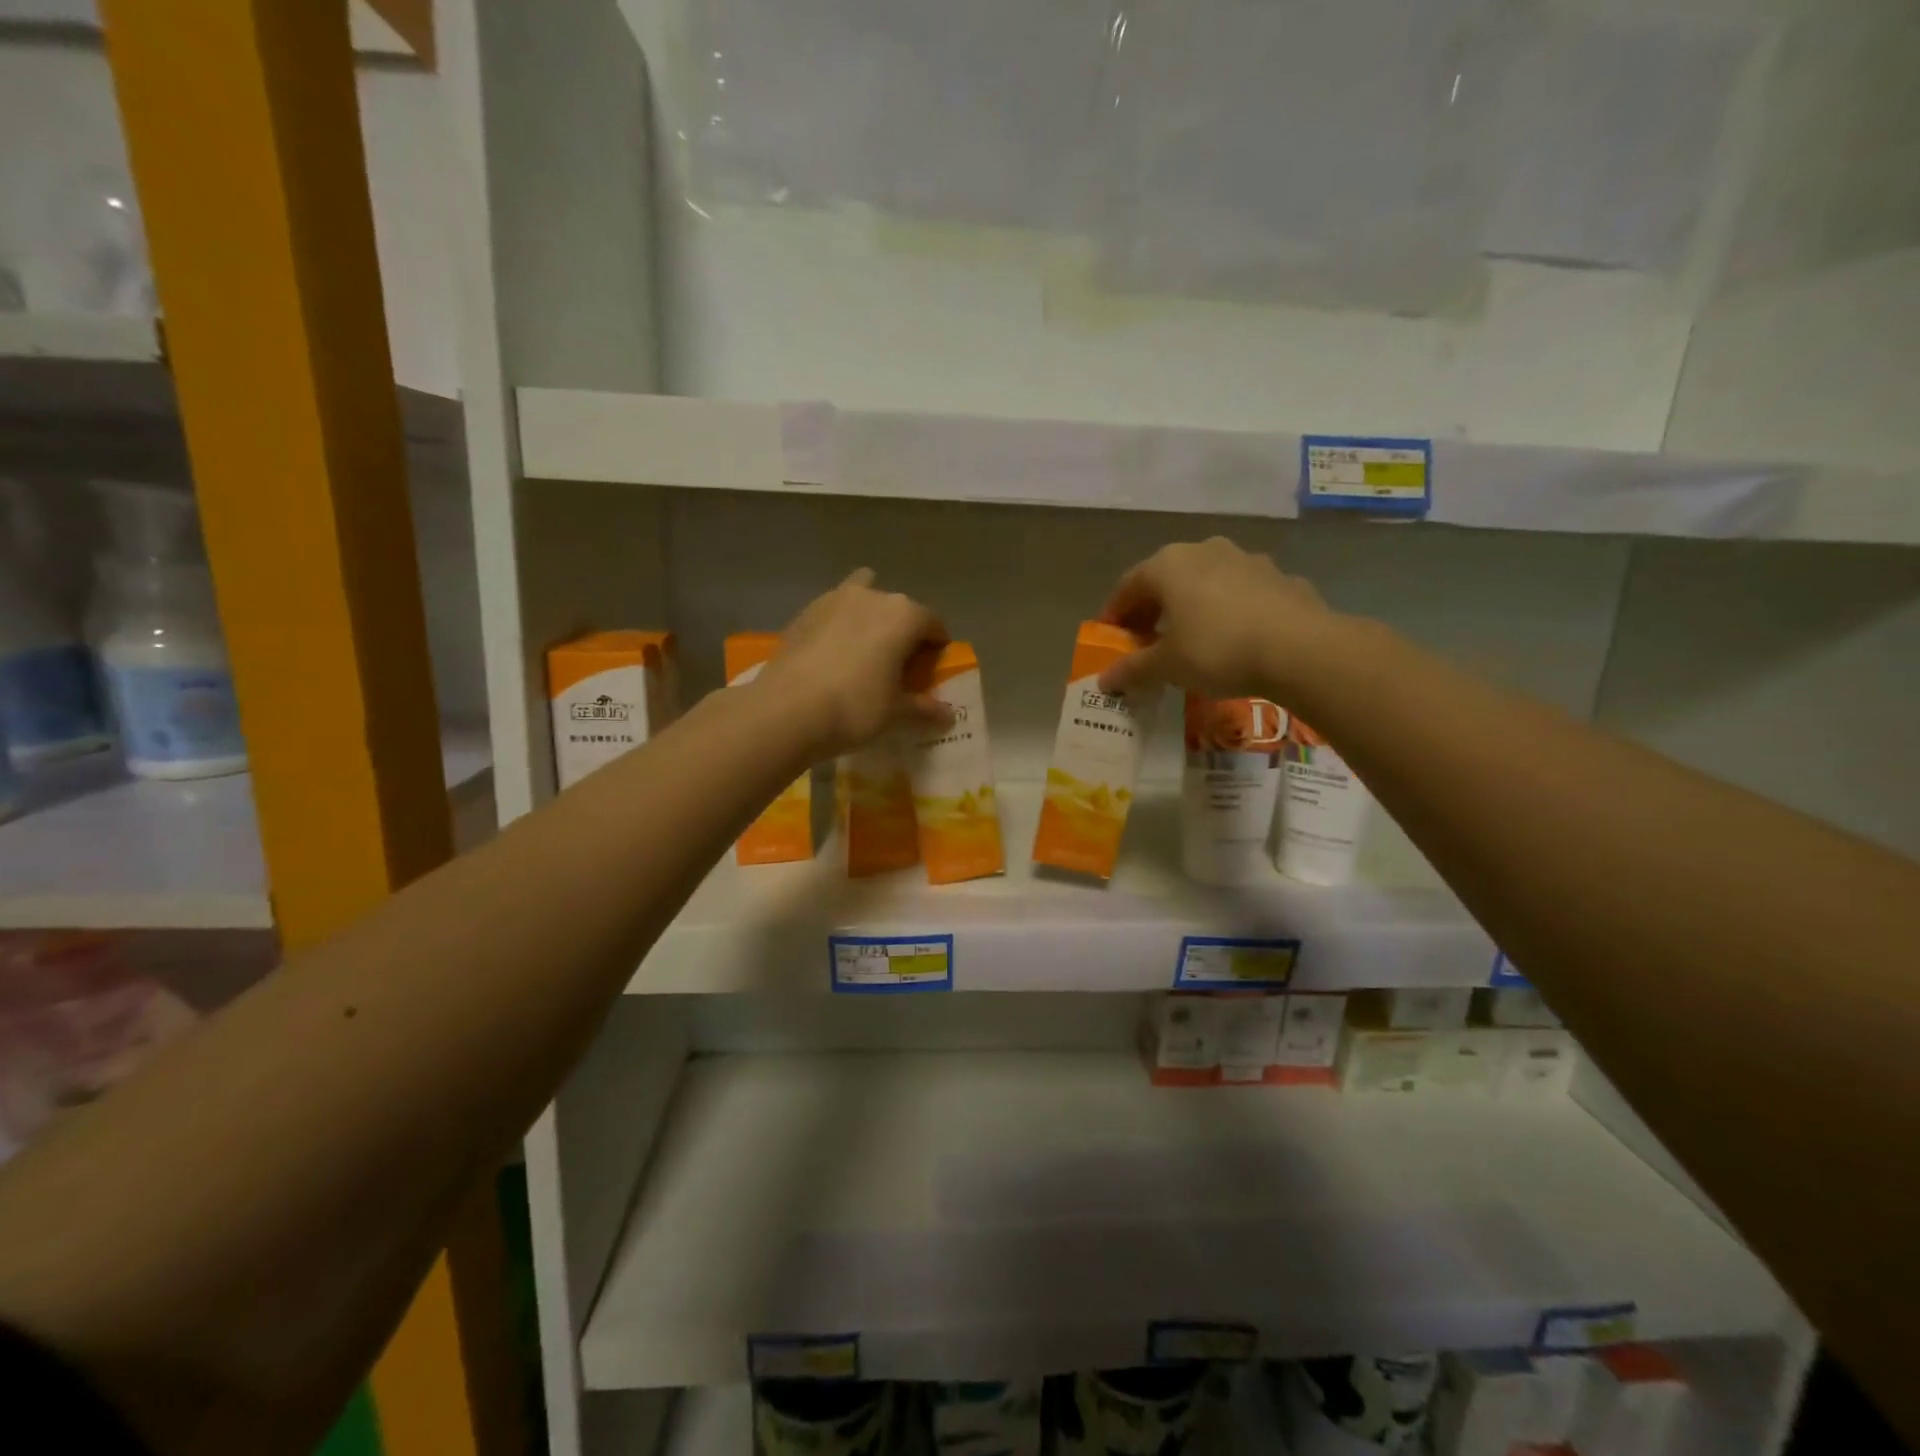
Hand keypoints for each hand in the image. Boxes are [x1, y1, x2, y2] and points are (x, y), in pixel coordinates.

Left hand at [759, 569, 952, 758]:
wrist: (787, 710)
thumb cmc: (856, 708)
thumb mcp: (896, 714)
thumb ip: (924, 709)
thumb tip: (948, 716)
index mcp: (903, 615)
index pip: (933, 623)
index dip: (937, 644)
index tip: (933, 666)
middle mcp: (871, 597)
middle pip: (897, 608)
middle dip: (902, 630)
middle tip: (898, 663)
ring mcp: (832, 600)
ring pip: (861, 598)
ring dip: (867, 618)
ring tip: (863, 651)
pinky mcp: (803, 614)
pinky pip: (832, 613)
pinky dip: (838, 626)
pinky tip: (831, 656)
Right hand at [1097, 537, 1336, 699]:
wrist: (1301, 649)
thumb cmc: (1217, 650)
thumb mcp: (1167, 666)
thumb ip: (1132, 670)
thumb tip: (1105, 679)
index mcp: (1168, 565)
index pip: (1127, 586)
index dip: (1115, 614)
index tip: (1111, 638)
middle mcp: (1204, 550)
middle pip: (1166, 579)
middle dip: (1153, 609)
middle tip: (1146, 640)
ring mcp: (1246, 559)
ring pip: (1206, 582)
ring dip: (1191, 606)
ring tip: (1191, 638)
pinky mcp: (1279, 576)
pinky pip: (1241, 593)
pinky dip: (1228, 610)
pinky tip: (1234, 638)